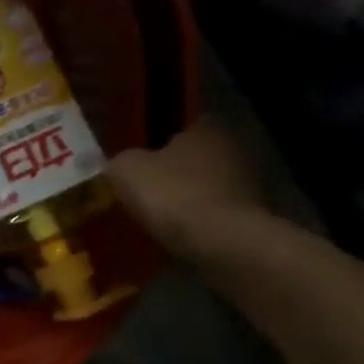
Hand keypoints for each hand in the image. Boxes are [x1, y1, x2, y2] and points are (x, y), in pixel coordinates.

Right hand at [105, 116, 270, 262]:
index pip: (183, 123)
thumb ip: (118, 161)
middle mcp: (231, 149)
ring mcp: (245, 183)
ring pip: (202, 184)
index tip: (139, 154)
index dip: (159, 138)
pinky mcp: (247, 215)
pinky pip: (210, 211)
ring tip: (151, 212)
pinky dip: (193, 218)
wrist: (220, 240)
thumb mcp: (125, 170)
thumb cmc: (171, 193)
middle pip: (194, 155)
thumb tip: (116, 163)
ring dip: (182, 195)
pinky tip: (171, 230)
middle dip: (170, 169)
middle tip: (140, 185)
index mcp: (205, 129)